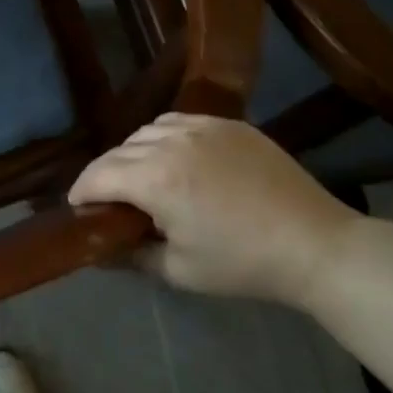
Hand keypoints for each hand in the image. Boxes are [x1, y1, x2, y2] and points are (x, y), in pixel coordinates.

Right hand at [69, 114, 354, 304]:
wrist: (315, 244)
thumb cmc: (243, 264)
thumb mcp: (179, 270)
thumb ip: (131, 256)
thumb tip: (98, 251)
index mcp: (155, 180)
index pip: (98, 176)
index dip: (80, 192)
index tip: (76, 207)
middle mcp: (170, 143)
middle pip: (117, 152)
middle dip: (104, 175)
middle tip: (107, 200)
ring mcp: (201, 127)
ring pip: (144, 132)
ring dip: (131, 154)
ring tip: (139, 177)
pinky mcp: (227, 124)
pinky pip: (177, 122)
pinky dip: (161, 137)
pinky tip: (172, 157)